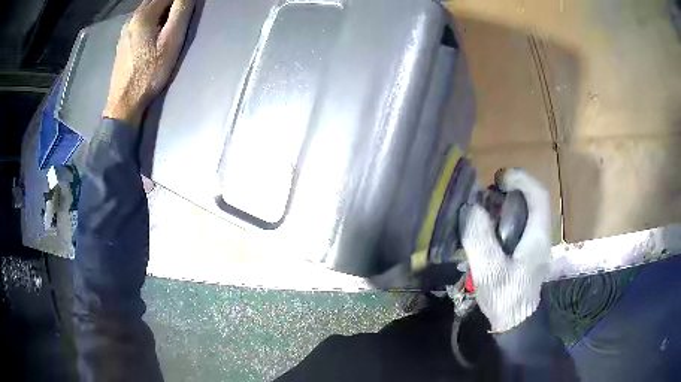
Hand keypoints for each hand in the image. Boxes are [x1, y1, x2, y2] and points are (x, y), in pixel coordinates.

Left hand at [103, 0, 194, 125]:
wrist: (124, 103)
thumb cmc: (149, 73)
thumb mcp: (171, 41)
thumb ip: (180, 12)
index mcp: (144, 15)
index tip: (188, 6)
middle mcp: (131, 18)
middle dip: (170, 1)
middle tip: (181, 13)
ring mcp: (125, 30)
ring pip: (146, 8)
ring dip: (160, 8)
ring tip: (170, 21)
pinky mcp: (122, 41)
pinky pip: (138, 19)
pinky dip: (150, 17)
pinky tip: (154, 29)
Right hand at [461, 168, 550, 331]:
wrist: (515, 323)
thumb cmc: (505, 298)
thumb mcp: (489, 271)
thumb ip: (479, 238)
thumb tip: (469, 207)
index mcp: (537, 236)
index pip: (538, 194)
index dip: (520, 178)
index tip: (498, 179)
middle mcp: (540, 234)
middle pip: (531, 200)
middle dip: (509, 191)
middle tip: (485, 198)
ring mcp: (534, 243)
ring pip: (524, 212)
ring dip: (504, 205)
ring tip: (482, 213)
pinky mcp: (526, 251)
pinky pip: (518, 225)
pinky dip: (502, 219)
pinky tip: (487, 231)